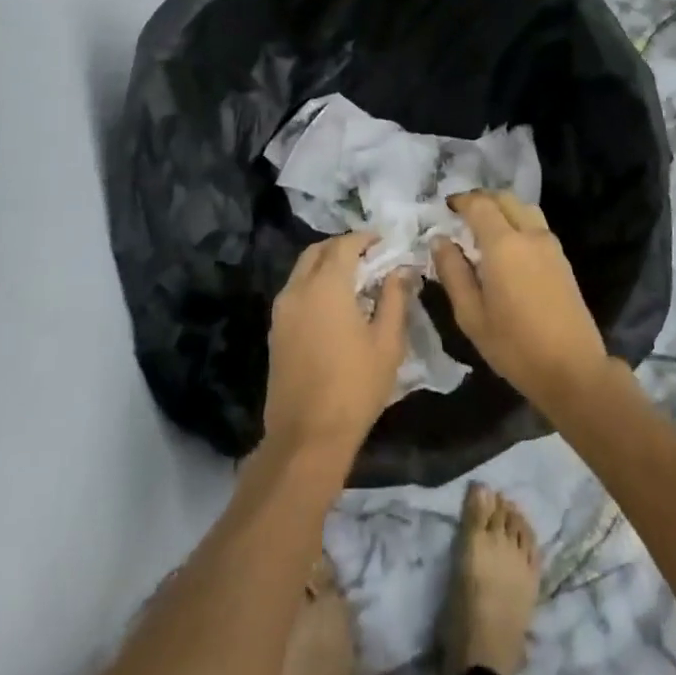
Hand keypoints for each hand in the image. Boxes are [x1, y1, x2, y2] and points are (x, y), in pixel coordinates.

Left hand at [263, 233, 410, 461]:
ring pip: (302, 270)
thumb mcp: (387, 342)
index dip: (365, 238)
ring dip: (326, 264)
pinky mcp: (275, 331)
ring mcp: (282, 311)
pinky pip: (295, 291)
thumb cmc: (355, 386)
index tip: (384, 242)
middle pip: (317, 251)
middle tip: (369, 255)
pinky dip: (314, 283)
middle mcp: (298, 289)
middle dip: (342, 246)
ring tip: (355, 278)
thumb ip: (394, 298)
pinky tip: (335, 303)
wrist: (307, 436)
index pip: (344, 245)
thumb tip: (400, 270)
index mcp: (326, 286)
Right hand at [431, 192, 609, 411]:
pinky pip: (536, 225)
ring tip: (483, 227)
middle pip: (505, 198)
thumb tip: (440, 240)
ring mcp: (550, 244)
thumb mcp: (471, 315)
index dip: (461, 200)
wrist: (572, 368)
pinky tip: (507, 245)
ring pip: (524, 208)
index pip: (480, 205)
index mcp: (504, 244)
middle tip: (461, 214)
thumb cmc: (514, 345)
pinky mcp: (562, 258)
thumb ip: (453, 272)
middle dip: (481, 199)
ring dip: (502, 208)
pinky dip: (517, 221)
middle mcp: (529, 235)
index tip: (446, 207)